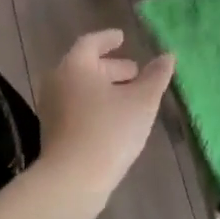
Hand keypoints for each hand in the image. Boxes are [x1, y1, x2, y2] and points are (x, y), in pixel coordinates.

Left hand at [36, 29, 175, 198]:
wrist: (72, 180)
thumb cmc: (109, 131)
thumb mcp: (141, 101)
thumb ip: (155, 77)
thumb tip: (167, 56)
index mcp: (75, 66)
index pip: (90, 43)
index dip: (108, 39)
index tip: (123, 38)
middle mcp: (57, 81)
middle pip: (85, 66)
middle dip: (112, 67)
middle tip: (135, 72)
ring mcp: (51, 107)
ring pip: (80, 88)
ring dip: (104, 88)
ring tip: (130, 96)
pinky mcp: (52, 131)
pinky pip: (75, 106)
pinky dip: (94, 103)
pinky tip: (114, 118)